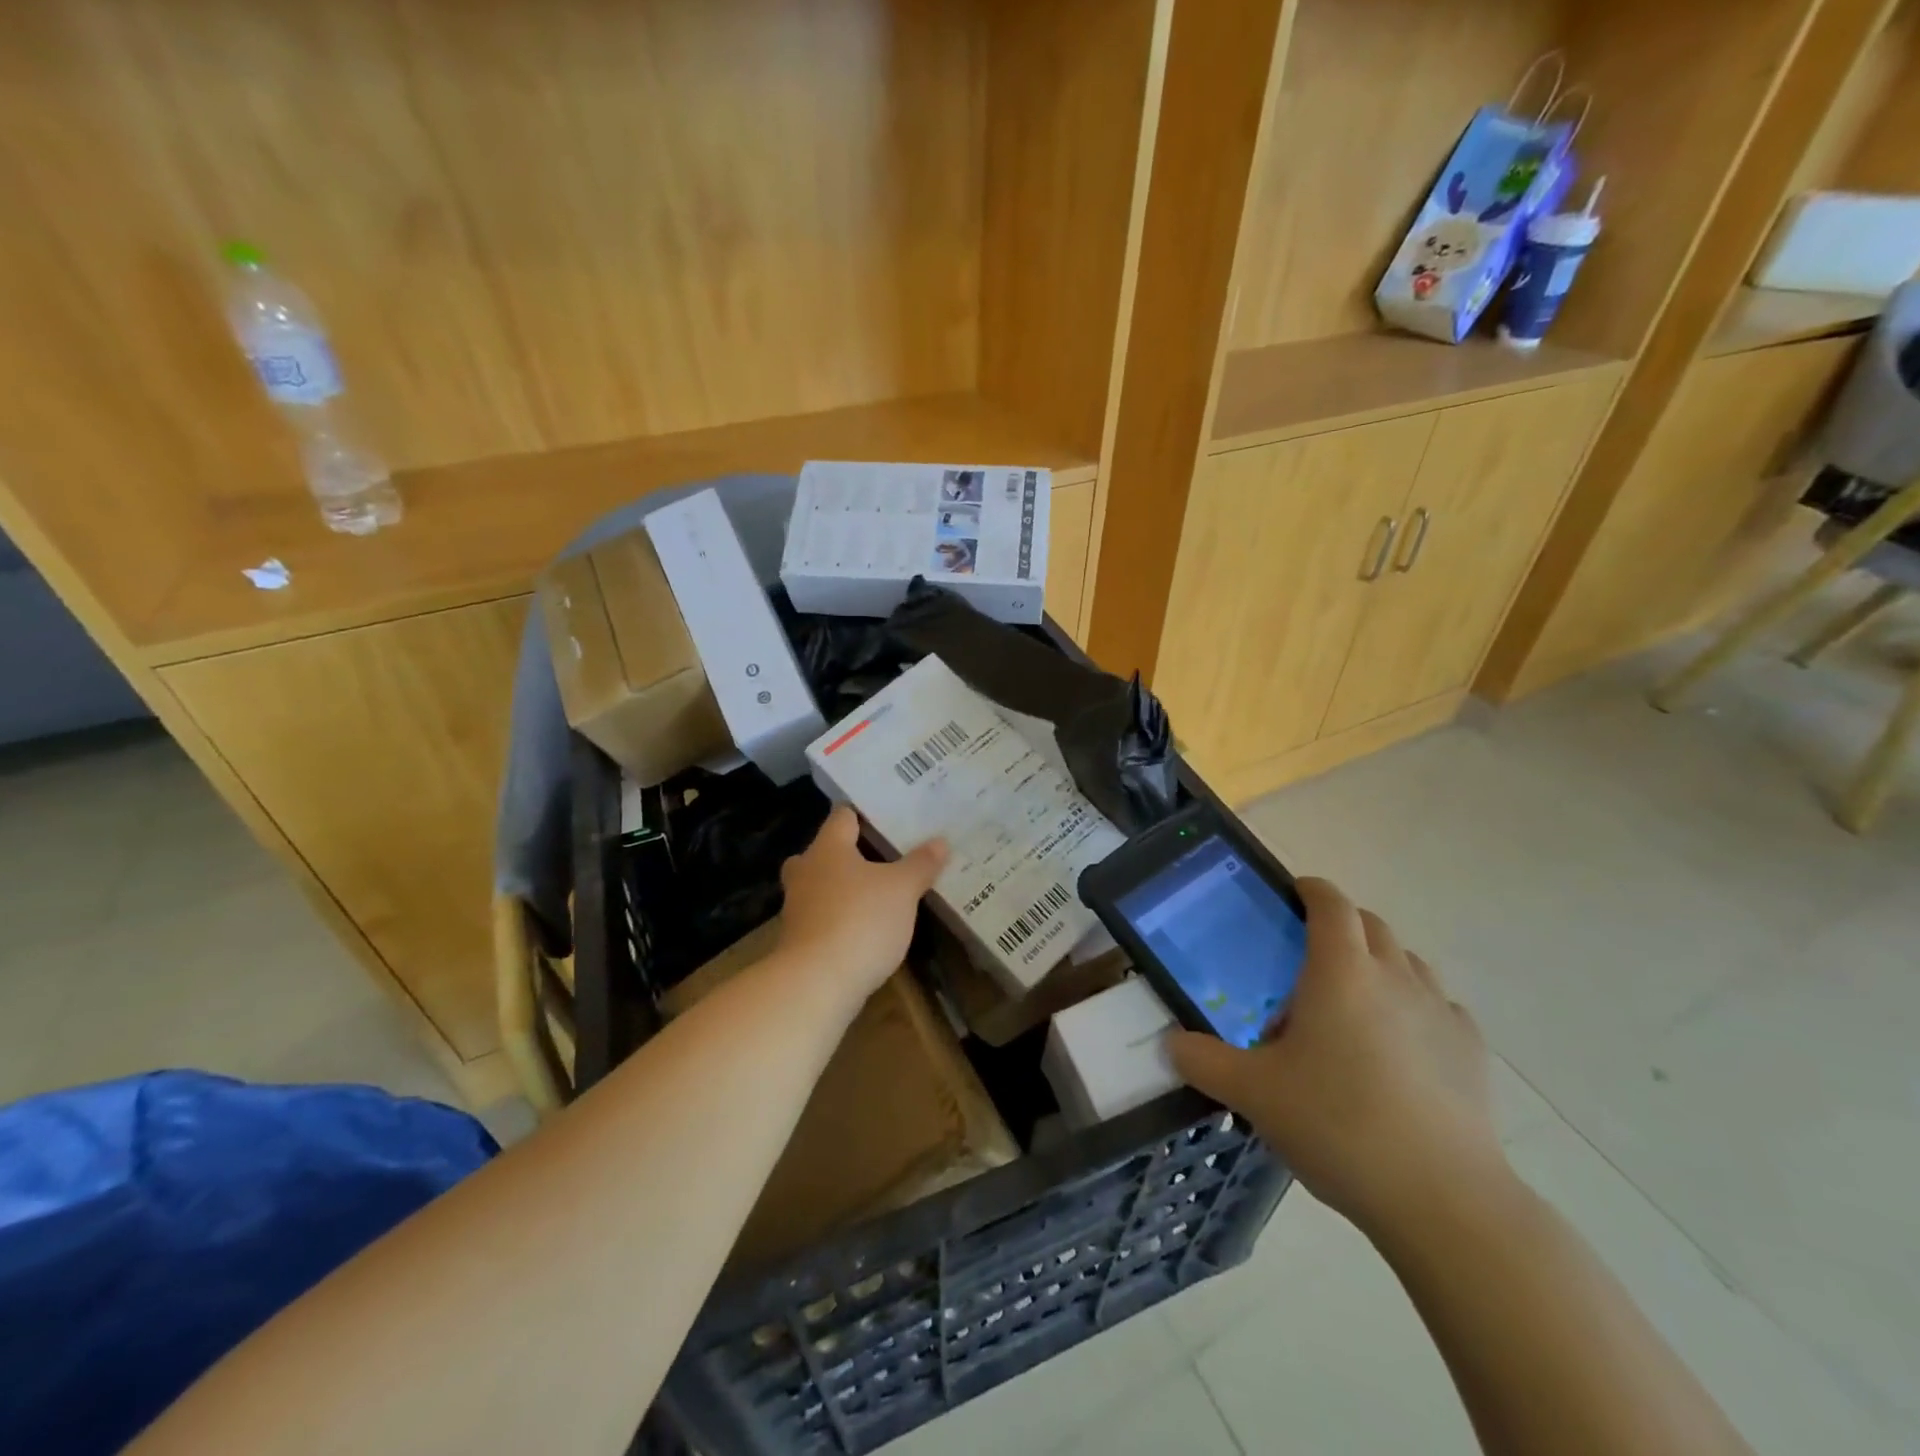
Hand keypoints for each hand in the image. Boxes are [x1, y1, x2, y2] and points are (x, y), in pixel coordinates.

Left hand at [774, 806, 947, 1010]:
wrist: (816, 984)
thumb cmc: (860, 921)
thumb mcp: (902, 890)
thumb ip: (920, 864)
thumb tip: (940, 841)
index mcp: (828, 848)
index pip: (843, 816)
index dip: (866, 814)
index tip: (891, 817)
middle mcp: (806, 871)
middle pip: (826, 852)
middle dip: (852, 854)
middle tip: (886, 857)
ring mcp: (797, 908)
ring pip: (822, 886)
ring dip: (846, 889)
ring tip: (880, 894)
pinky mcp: (799, 941)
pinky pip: (823, 917)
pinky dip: (842, 918)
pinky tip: (867, 928)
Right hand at [1169, 877, 1507, 1239]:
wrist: (1443, 1200)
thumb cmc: (1338, 1125)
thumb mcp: (1253, 1093)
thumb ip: (1203, 1061)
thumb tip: (1171, 1044)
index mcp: (1340, 971)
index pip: (1329, 902)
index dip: (1308, 889)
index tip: (1289, 896)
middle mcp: (1394, 976)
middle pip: (1370, 924)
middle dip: (1339, 926)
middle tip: (1306, 959)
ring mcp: (1440, 1011)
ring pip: (1407, 961)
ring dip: (1378, 965)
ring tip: (1351, 1006)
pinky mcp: (1471, 1050)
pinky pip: (1438, 1006)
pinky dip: (1414, 1008)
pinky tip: (1398, 1050)